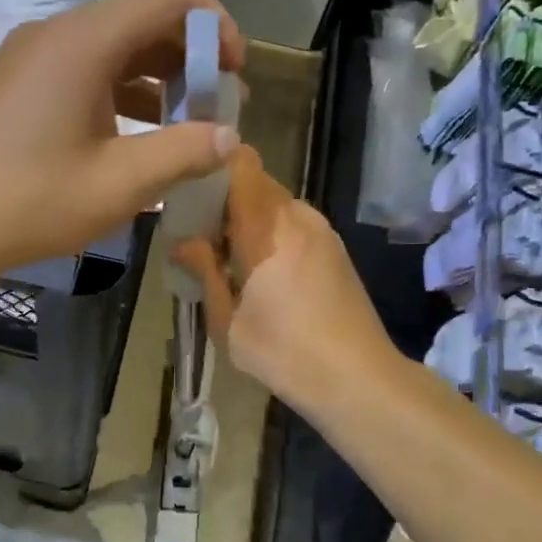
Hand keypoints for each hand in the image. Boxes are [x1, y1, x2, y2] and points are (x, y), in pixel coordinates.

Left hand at [0, 0, 244, 279]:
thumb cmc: (31, 202)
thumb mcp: (119, 185)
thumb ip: (182, 153)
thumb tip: (228, 137)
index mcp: (82, 43)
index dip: (214, 24)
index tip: (235, 72)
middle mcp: (55, 33)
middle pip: (139, 17)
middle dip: (188, 55)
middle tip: (214, 105)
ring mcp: (30, 56)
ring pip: (111, 44)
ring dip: (155, 76)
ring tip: (180, 125)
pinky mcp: (16, 81)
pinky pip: (82, 67)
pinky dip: (119, 89)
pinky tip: (131, 135)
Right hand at [173, 147, 396, 410]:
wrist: (358, 378)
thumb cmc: (283, 352)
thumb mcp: (227, 321)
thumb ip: (204, 272)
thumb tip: (182, 241)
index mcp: (268, 228)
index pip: (242, 164)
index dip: (214, 164)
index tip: (188, 186)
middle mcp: (298, 217)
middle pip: (256, 182)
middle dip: (225, 197)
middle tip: (199, 231)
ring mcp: (322, 231)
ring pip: (276, 203)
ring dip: (249, 218)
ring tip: (227, 254)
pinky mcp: (335, 249)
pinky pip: (294, 223)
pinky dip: (271, 233)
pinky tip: (260, 271)